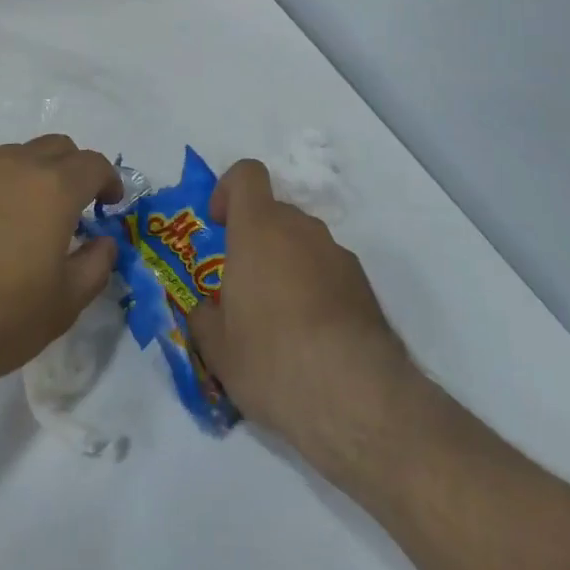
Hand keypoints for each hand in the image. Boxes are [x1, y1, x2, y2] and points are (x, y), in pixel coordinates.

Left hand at [0, 135, 120, 407]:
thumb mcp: (64, 305)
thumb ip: (96, 265)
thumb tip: (103, 242)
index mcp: (53, 188)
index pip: (93, 163)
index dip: (109, 179)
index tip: (110, 203)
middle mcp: (12, 166)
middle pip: (55, 147)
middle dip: (73, 169)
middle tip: (74, 205)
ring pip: (13, 156)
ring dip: (31, 175)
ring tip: (27, 215)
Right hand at [188, 160, 412, 461]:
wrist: (355, 395)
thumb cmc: (270, 359)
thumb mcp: (217, 348)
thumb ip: (204, 318)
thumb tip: (205, 311)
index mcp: (258, 229)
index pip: (246, 174)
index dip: (228, 190)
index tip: (218, 225)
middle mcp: (301, 229)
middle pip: (274, 214)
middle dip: (255, 240)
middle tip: (242, 289)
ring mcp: (338, 255)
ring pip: (303, 244)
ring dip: (287, 266)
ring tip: (278, 322)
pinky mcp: (365, 285)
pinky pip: (328, 271)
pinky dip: (316, 289)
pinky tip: (312, 337)